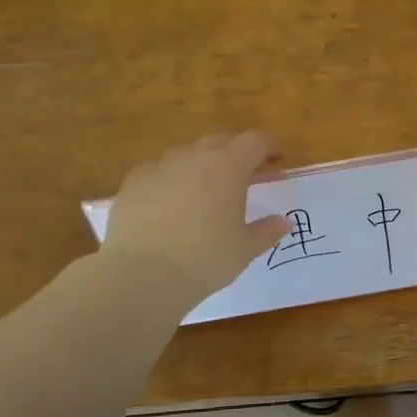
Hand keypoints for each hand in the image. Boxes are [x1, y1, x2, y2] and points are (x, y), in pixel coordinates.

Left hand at [100, 133, 288, 300]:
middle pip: (221, 141)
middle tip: (247, 175)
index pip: (255, 142)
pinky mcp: (133, 182)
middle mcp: (194, 156)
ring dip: (203, 165)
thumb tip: (284, 222)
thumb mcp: (245, 249)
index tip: (277, 159)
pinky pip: (160, 171)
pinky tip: (171, 203)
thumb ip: (267, 231)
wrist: (141, 275)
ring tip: (207, 190)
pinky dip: (172, 180)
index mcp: (229, 166)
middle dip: (237, 153)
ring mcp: (159, 166)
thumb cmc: (205, 259)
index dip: (269, 147)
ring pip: (188, 154)